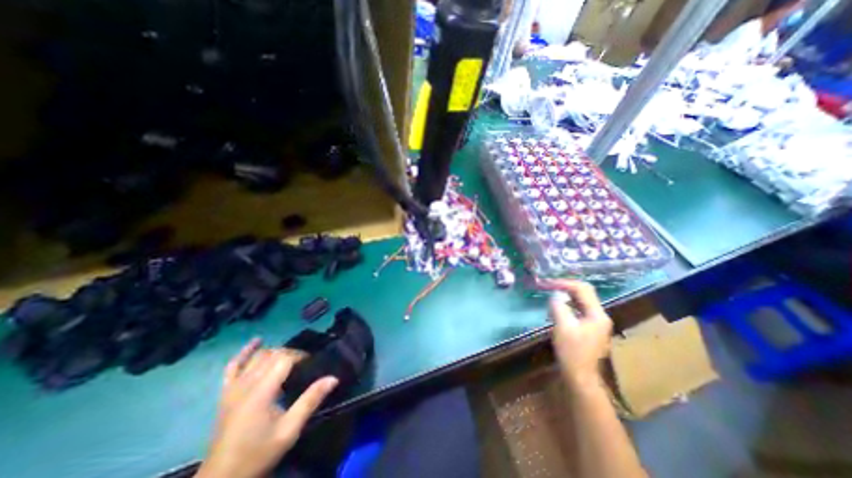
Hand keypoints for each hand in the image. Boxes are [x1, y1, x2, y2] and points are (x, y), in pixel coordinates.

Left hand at [194, 339, 335, 477]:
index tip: (312, 363)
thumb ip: (311, 400)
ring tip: (288, 359)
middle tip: (303, 364)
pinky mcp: (225, 393)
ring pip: (257, 357)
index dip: (300, 356)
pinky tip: (256, 342)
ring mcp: (233, 387)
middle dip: (290, 353)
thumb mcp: (290, 430)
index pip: (284, 359)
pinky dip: (245, 352)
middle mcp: (246, 384)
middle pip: (272, 354)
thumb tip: (333, 378)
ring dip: (275, 352)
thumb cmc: (259, 453)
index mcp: (262, 391)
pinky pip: (232, 366)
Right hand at [546, 281, 612, 388]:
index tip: (547, 283)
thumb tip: (554, 296)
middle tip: (549, 286)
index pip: (582, 289)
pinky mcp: (590, 329)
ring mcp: (596, 323)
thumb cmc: (572, 352)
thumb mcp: (563, 326)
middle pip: (584, 293)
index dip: (564, 283)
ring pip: (581, 302)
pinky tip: (557, 310)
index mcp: (597, 314)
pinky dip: (567, 306)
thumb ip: (558, 307)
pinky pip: (578, 310)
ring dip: (566, 296)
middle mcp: (600, 316)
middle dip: (565, 287)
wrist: (580, 377)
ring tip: (550, 295)